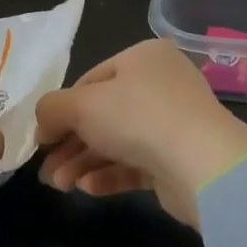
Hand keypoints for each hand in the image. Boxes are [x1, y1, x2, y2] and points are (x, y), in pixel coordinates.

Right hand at [34, 39, 246, 227]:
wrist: (203, 165)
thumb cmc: (137, 117)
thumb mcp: (81, 105)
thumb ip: (52, 109)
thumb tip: (43, 124)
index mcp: (143, 57)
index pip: (91, 80)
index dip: (62, 109)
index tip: (42, 137)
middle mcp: (160, 84)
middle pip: (103, 114)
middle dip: (71, 144)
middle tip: (47, 171)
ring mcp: (172, 122)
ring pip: (117, 141)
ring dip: (84, 162)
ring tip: (61, 185)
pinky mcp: (178, 159)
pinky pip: (136, 164)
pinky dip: (109, 174)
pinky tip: (87, 188)